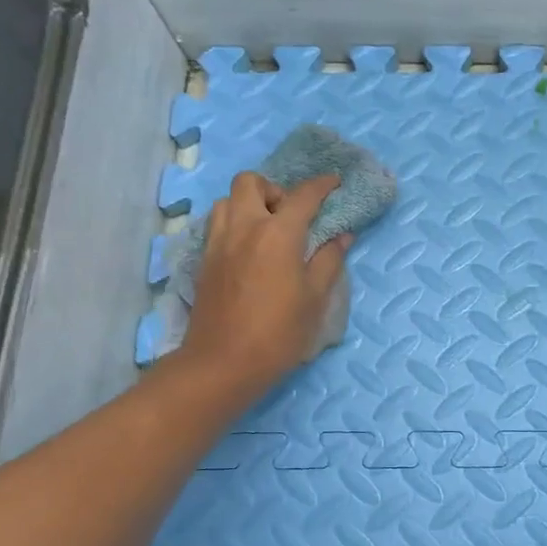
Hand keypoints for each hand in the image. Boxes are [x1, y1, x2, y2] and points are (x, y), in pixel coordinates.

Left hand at [177, 172, 351, 394]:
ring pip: (228, 200)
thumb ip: (328, 261)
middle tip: (291, 215)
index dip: (322, 185)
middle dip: (274, 189)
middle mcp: (244, 227)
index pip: (303, 195)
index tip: (335, 182)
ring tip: (268, 230)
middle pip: (251, 182)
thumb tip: (342, 236)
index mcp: (278, 234)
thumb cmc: (279, 332)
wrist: (223, 363)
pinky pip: (218, 225)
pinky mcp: (204, 260)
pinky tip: (250, 250)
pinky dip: (235, 224)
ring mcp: (218, 242)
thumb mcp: (315, 298)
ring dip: (250, 204)